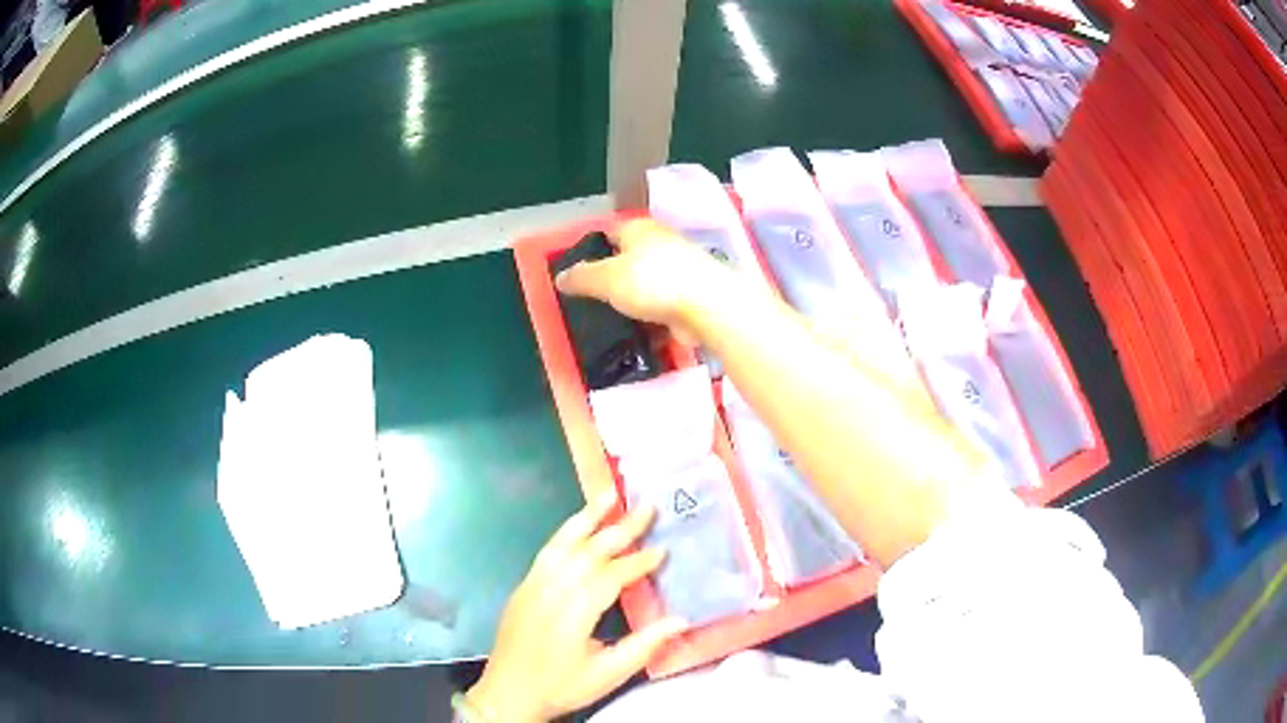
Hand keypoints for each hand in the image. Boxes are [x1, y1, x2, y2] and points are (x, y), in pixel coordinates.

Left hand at [465, 491, 687, 721]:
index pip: (611, 576)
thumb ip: (645, 645)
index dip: (639, 563)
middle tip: (648, 507)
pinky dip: (566, 532)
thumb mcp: (608, 673)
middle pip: (589, 551)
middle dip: (620, 528)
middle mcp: (551, 589)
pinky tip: (579, 524)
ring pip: (563, 543)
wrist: (508, 693)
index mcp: (574, 612)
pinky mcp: (524, 586)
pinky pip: (547, 551)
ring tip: (610, 494)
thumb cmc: (561, 686)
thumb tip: (682, 619)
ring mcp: (533, 584)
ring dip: (588, 517)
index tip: (664, 550)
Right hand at [554, 218, 736, 344]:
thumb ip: (581, 278)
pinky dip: (656, 319)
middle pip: (631, 258)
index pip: (610, 232)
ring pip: (651, 283)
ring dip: (637, 300)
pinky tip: (644, 335)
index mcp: (639, 228)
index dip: (593, 249)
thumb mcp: (605, 279)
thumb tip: (559, 277)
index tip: (580, 273)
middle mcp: (662, 242)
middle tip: (596, 300)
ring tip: (618, 321)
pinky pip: (667, 306)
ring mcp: (682, 269)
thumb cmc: (653, 282)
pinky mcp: (695, 296)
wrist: (709, 306)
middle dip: (616, 277)